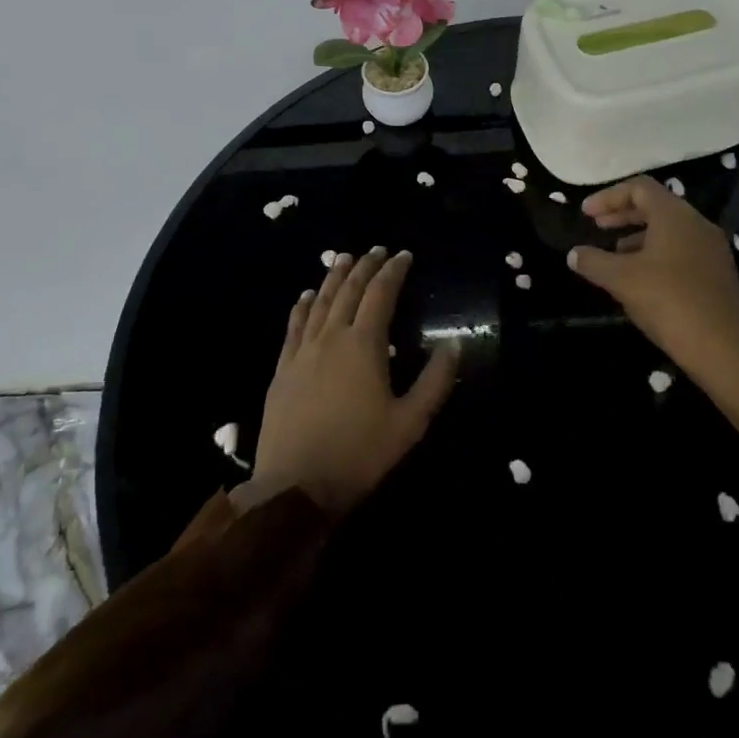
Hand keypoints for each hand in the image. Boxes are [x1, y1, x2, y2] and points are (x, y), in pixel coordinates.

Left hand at [243, 247, 458, 516]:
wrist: (295, 487)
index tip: (404, 255)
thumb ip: (435, 380)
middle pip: (348, 291)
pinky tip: (305, 296)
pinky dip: (302, 306)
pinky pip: (293, 326)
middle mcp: (331, 338)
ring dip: (333, 278)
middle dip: (365, 267)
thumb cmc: (360, 454)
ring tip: (343, 259)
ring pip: (319, 302)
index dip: (393, 271)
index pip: (381, 294)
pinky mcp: (282, 369)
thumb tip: (455, 343)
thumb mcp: (410, 422)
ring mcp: (302, 352)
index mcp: (364, 345)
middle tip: (376, 251)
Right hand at [566, 176, 738, 383]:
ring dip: (637, 236)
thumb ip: (593, 261)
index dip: (608, 197)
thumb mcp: (621, 279)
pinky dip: (655, 254)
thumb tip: (574, 254)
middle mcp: (697, 224)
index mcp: (675, 215)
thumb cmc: (669, 302)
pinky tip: (640, 280)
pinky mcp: (717, 273)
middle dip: (622, 215)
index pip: (639, 188)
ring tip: (614, 257)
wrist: (724, 348)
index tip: (586, 214)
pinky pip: (681, 250)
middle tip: (596, 227)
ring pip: (668, 230)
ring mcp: (711, 249)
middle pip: (655, 206)